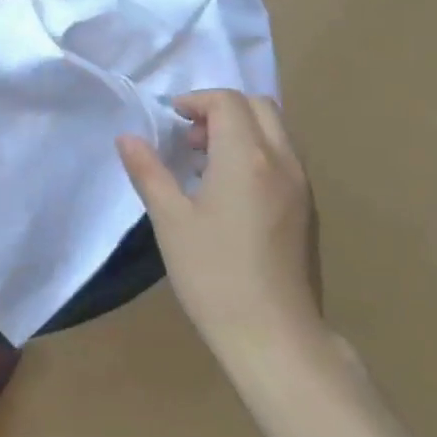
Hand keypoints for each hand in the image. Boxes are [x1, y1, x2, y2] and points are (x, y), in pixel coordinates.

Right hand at [117, 91, 324, 358]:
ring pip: (276, 131)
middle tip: (190, 138)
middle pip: (259, 106)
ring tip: (206, 164)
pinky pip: (284, 158)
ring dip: (241, 130)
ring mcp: (302, 185)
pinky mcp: (308, 209)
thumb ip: (149, 172)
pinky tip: (231, 192)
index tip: (170, 119)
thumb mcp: (170, 221)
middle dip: (221, 109)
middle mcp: (282, 160)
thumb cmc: (214, 275)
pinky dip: (258, 152)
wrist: (275, 336)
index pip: (226, 101)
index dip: (195, 100)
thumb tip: (127, 138)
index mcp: (247, 157)